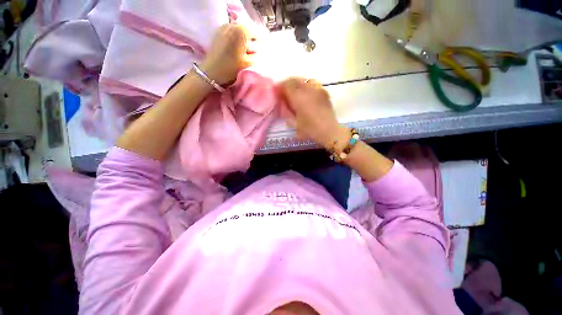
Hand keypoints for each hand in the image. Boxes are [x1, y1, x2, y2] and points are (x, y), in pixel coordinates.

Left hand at [199, 24, 255, 84]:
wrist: (212, 71)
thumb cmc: (231, 67)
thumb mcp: (248, 63)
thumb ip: (257, 56)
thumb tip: (258, 51)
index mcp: (242, 31)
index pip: (256, 33)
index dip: (259, 43)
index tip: (258, 52)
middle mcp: (233, 25)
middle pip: (247, 29)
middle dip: (250, 39)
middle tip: (251, 51)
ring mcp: (224, 27)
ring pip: (238, 30)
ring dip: (242, 38)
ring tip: (242, 50)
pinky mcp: (218, 32)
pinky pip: (231, 32)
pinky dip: (235, 38)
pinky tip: (234, 48)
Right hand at [278, 77, 349, 149]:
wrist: (329, 131)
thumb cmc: (310, 130)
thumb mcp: (295, 125)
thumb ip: (288, 114)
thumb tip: (285, 108)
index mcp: (299, 97)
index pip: (287, 85)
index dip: (280, 87)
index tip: (277, 91)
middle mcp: (308, 90)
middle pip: (295, 80)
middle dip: (288, 84)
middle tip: (284, 91)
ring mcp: (318, 90)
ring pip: (305, 80)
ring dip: (298, 84)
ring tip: (296, 92)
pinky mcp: (325, 93)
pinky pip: (313, 85)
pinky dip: (307, 88)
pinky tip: (307, 96)